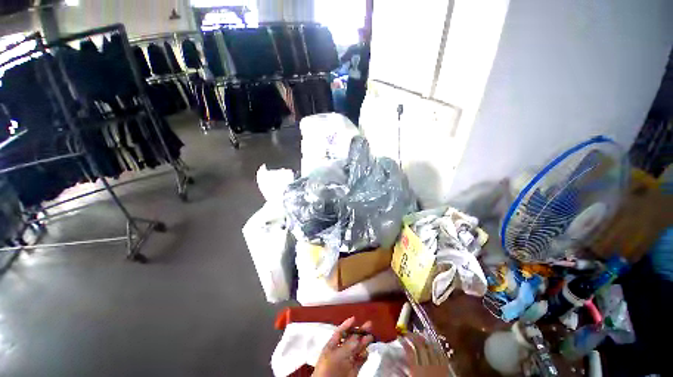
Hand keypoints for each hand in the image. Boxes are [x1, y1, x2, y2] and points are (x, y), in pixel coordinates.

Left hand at [312, 317, 373, 376]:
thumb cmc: (327, 370)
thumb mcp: (337, 354)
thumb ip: (348, 345)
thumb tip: (357, 336)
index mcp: (332, 346)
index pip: (340, 332)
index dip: (347, 325)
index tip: (355, 318)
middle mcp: (340, 352)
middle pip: (351, 339)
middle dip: (359, 332)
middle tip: (369, 325)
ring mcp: (346, 361)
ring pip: (357, 349)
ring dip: (364, 342)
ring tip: (371, 336)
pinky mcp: (352, 370)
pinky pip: (360, 361)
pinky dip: (364, 356)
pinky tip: (367, 352)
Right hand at [401, 333, 450, 376]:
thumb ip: (402, 374)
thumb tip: (393, 366)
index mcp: (417, 370)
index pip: (409, 350)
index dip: (404, 342)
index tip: (399, 337)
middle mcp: (427, 365)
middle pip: (419, 345)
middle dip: (413, 336)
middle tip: (408, 333)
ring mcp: (437, 366)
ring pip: (430, 347)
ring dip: (424, 338)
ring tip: (419, 333)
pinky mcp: (445, 368)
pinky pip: (441, 354)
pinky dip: (437, 346)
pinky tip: (433, 343)